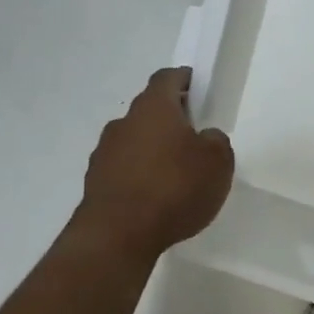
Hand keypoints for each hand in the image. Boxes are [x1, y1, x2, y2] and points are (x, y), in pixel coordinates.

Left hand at [73, 68, 234, 263]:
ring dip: (152, 149)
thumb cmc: (174, 188)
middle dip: (170, 119)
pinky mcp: (95, 182)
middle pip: (149, 110)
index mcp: (154, 107)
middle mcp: (124, 122)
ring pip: (134, 140)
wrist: (117, 235)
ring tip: (175, 175)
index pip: (167, 78)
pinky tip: (154, 199)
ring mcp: (104, 152)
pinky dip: (138, 176)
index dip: (184, 80)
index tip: (199, 89)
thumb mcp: (218, 162)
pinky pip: (122, 169)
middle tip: (193, 138)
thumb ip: (216, 141)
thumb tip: (204, 137)